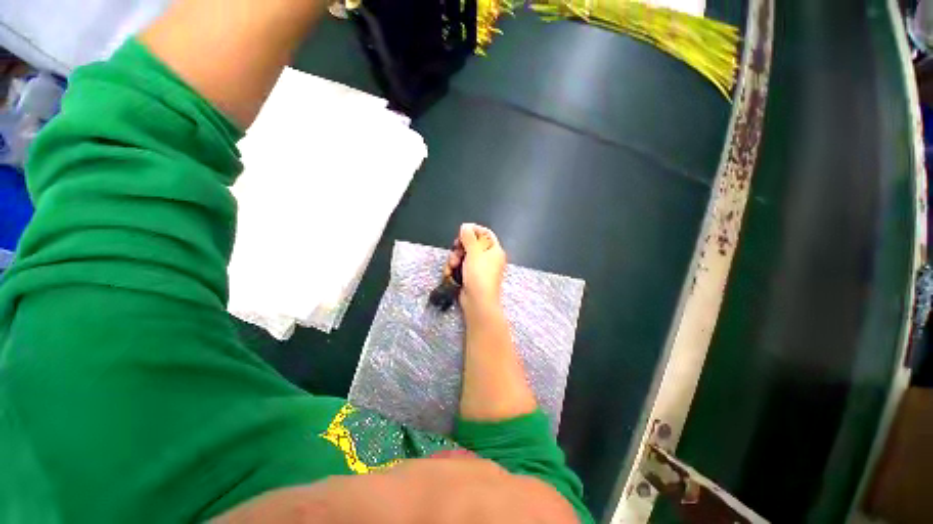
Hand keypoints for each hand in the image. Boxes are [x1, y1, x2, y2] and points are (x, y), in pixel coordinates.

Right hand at [447, 223, 506, 318]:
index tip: (461, 232)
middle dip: (460, 247)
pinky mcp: (470, 277)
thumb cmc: (479, 275)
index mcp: (494, 250)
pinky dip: (455, 268)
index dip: (473, 230)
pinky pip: (461, 267)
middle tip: (456, 251)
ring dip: (455, 259)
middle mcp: (488, 258)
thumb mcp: (474, 253)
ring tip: (452, 266)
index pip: (485, 233)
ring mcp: (479, 269)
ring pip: (463, 256)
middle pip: (471, 244)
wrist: (478, 302)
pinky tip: (450, 272)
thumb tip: (466, 225)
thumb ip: (469, 237)